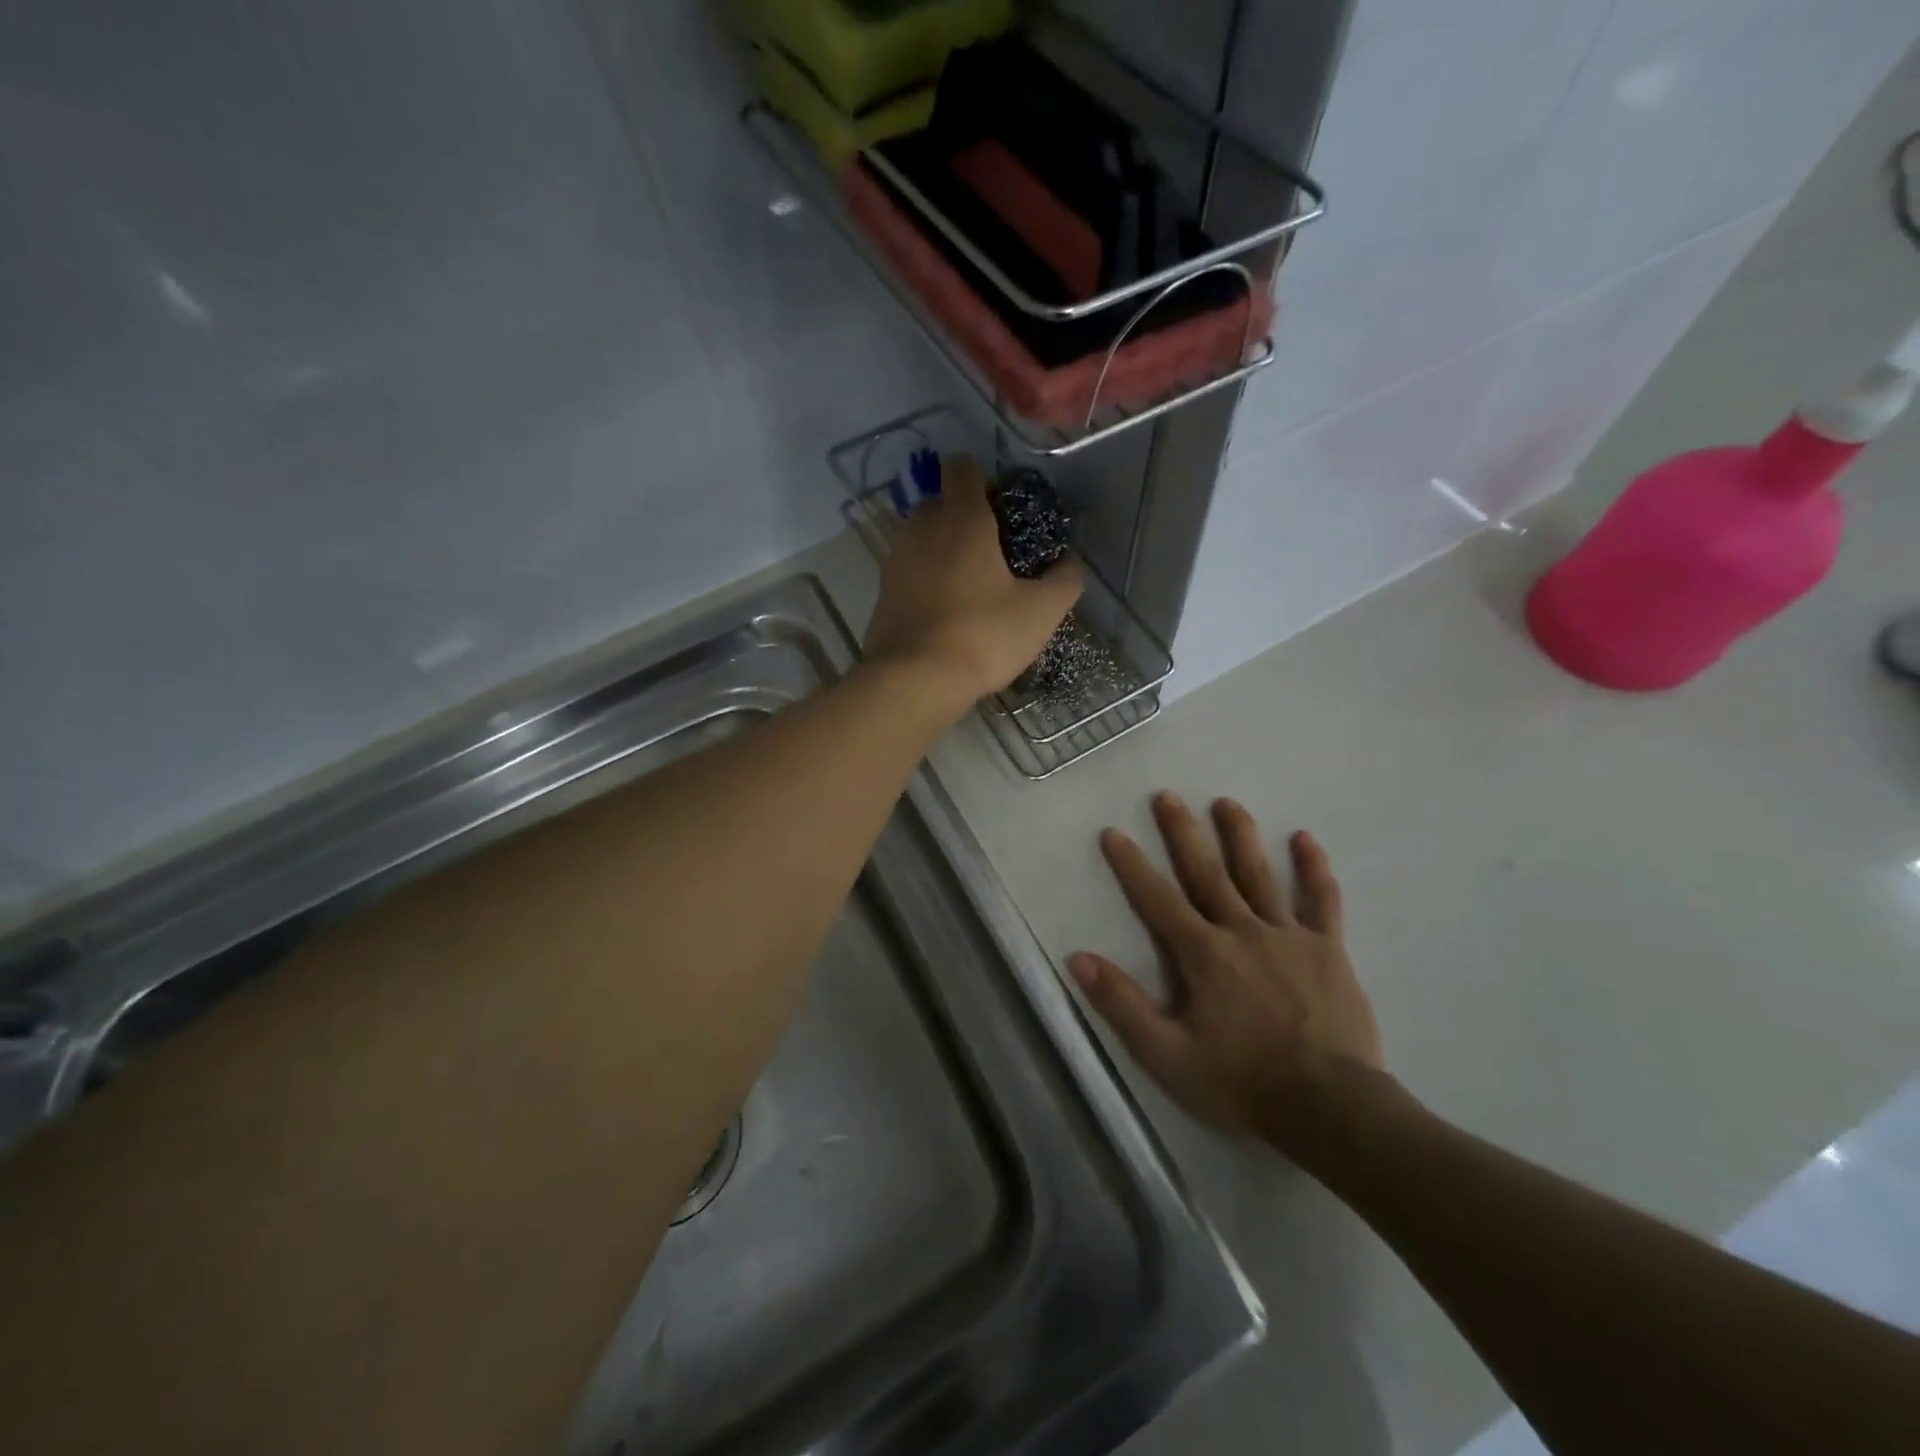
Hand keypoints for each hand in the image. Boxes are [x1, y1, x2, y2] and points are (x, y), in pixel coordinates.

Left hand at [863, 456, 1081, 704]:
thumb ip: (1064, 581)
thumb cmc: (982, 636)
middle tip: (997, 552)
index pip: (963, 468)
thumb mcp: (1040, 612)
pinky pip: (910, 570)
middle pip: (942, 503)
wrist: (913, 681)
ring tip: (973, 585)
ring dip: (945, 549)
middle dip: (967, 517)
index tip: (1005, 509)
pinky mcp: (882, 592)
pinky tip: (948, 610)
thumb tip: (1071, 564)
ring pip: (923, 537)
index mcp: (961, 518)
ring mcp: (895, 560)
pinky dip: (927, 578)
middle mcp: (921, 527)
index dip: (985, 479)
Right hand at [1068, 793, 1385, 1157]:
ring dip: (1240, 835)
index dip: (1132, 865)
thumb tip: (1078, 958)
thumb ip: (1123, 1004)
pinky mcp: (1328, 950)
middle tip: (1166, 795)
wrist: (1331, 1108)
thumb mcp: (1168, 1055)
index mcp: (1203, 954)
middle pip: (1207, 872)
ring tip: (1226, 802)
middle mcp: (1242, 931)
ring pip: (1260, 875)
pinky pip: (1321, 901)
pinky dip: (1314, 869)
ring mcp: (1289, 936)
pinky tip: (1305, 838)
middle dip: (1183, 833)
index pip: (1157, 899)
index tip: (1113, 832)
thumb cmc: (1242, 1083)